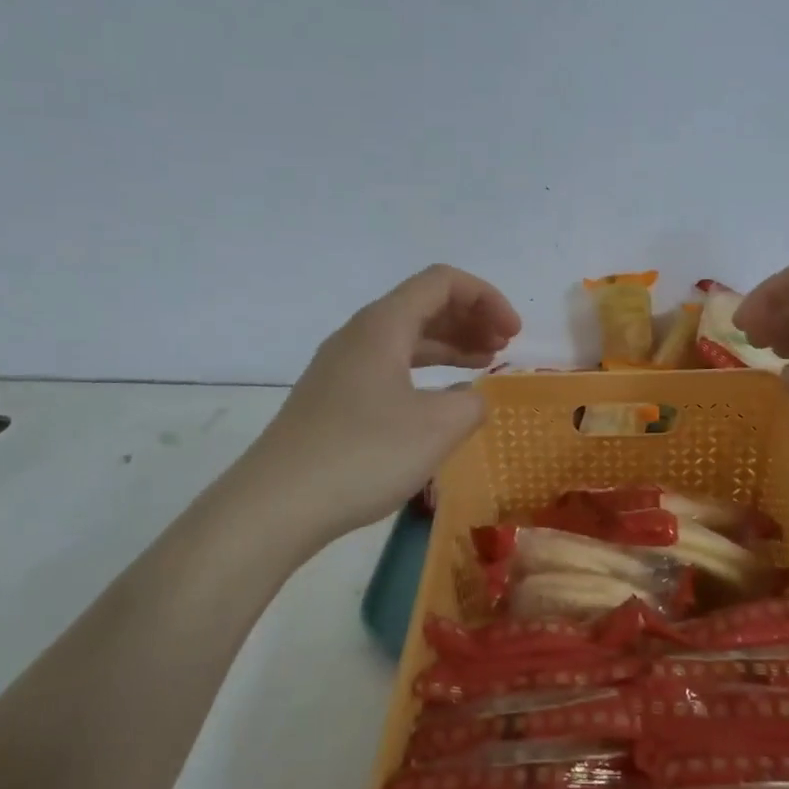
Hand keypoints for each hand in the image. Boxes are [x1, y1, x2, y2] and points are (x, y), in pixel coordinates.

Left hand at [243, 265, 520, 538]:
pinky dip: (424, 370)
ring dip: (449, 344)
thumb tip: (470, 397)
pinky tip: (440, 399)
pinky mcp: (332, 398)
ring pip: (405, 337)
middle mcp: (359, 334)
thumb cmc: (363, 455)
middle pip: (423, 304)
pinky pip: (389, 365)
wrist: (275, 506)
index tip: (513, 335)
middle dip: (470, 318)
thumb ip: (471, 402)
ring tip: (483, 364)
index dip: (486, 298)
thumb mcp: (438, 428)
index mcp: (383, 325)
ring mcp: (341, 366)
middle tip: (504, 348)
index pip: (442, 282)